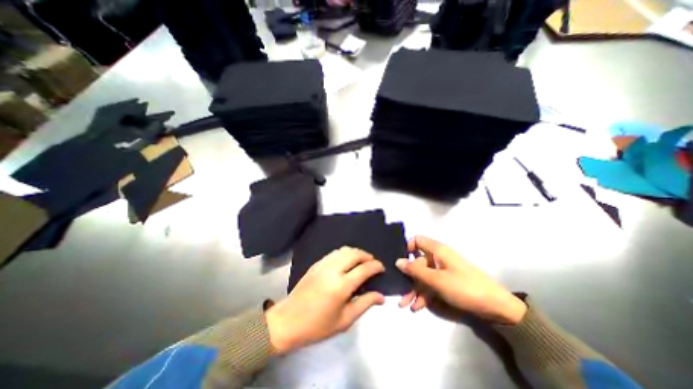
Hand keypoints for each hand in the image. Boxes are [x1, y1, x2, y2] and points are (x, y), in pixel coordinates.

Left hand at [266, 247, 383, 353]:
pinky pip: (334, 253)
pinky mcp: (316, 264)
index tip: (381, 268)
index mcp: (341, 286)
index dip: (375, 266)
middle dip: (367, 255)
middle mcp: (332, 270)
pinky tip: (347, 261)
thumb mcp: (344, 320)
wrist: (287, 321)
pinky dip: (344, 253)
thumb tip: (381, 296)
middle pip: (354, 253)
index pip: (364, 269)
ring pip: (344, 250)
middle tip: (373, 263)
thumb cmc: (317, 326)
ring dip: (356, 252)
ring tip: (362, 260)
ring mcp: (322, 264)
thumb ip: (364, 304)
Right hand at [399, 236, 528, 323]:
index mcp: (437, 250)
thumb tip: (397, 261)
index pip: (417, 240)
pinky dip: (424, 295)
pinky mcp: (448, 283)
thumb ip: (415, 270)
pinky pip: (431, 285)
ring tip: (404, 305)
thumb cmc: (464, 287)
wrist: (496, 307)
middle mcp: (438, 258)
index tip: (401, 261)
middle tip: (399, 292)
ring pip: (423, 276)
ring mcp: (443, 271)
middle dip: (408, 277)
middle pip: (418, 262)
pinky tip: (417, 307)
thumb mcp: (436, 280)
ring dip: (414, 289)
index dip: (407, 248)